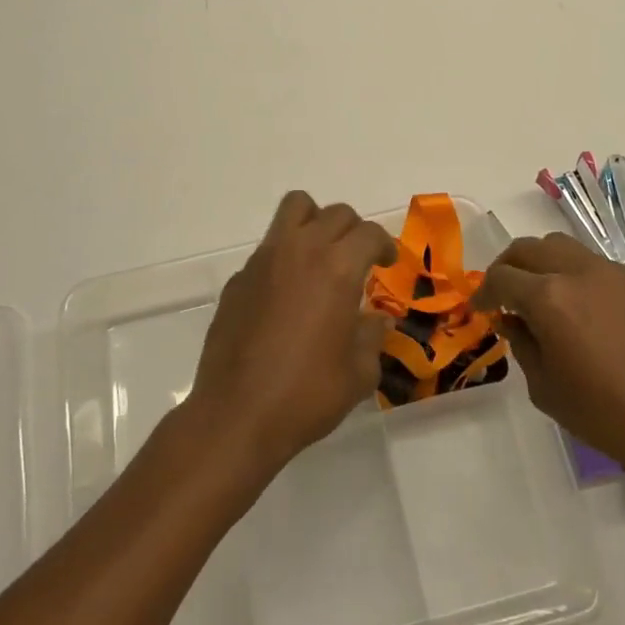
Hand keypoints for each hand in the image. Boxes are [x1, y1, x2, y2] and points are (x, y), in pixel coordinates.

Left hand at [188, 191, 397, 480]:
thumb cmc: (307, 395)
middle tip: (358, 260)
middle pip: (335, 214)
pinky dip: (284, 257)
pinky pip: (268, 248)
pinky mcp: (239, 277)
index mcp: (337, 267)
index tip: (387, 263)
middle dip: (354, 231)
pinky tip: (285, 296)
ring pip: (294, 208)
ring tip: (321, 254)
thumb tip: (377, 321)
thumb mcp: (358, 374)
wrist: (237, 415)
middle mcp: (301, 250)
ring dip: (315, 221)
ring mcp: (264, 259)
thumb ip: (372, 338)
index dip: (385, 245)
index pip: (369, 233)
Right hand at [475, 233, 624, 479]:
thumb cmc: (607, 414)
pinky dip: (567, 268)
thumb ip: (522, 345)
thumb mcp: (546, 389)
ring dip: (538, 261)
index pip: (501, 278)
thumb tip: (511, 320)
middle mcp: (575, 271)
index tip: (479, 308)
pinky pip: (587, 259)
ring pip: (558, 244)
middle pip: (527, 249)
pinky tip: (571, 301)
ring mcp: (607, 272)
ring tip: (535, 291)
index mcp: (548, 298)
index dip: (483, 292)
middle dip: (506, 266)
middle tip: (500, 294)